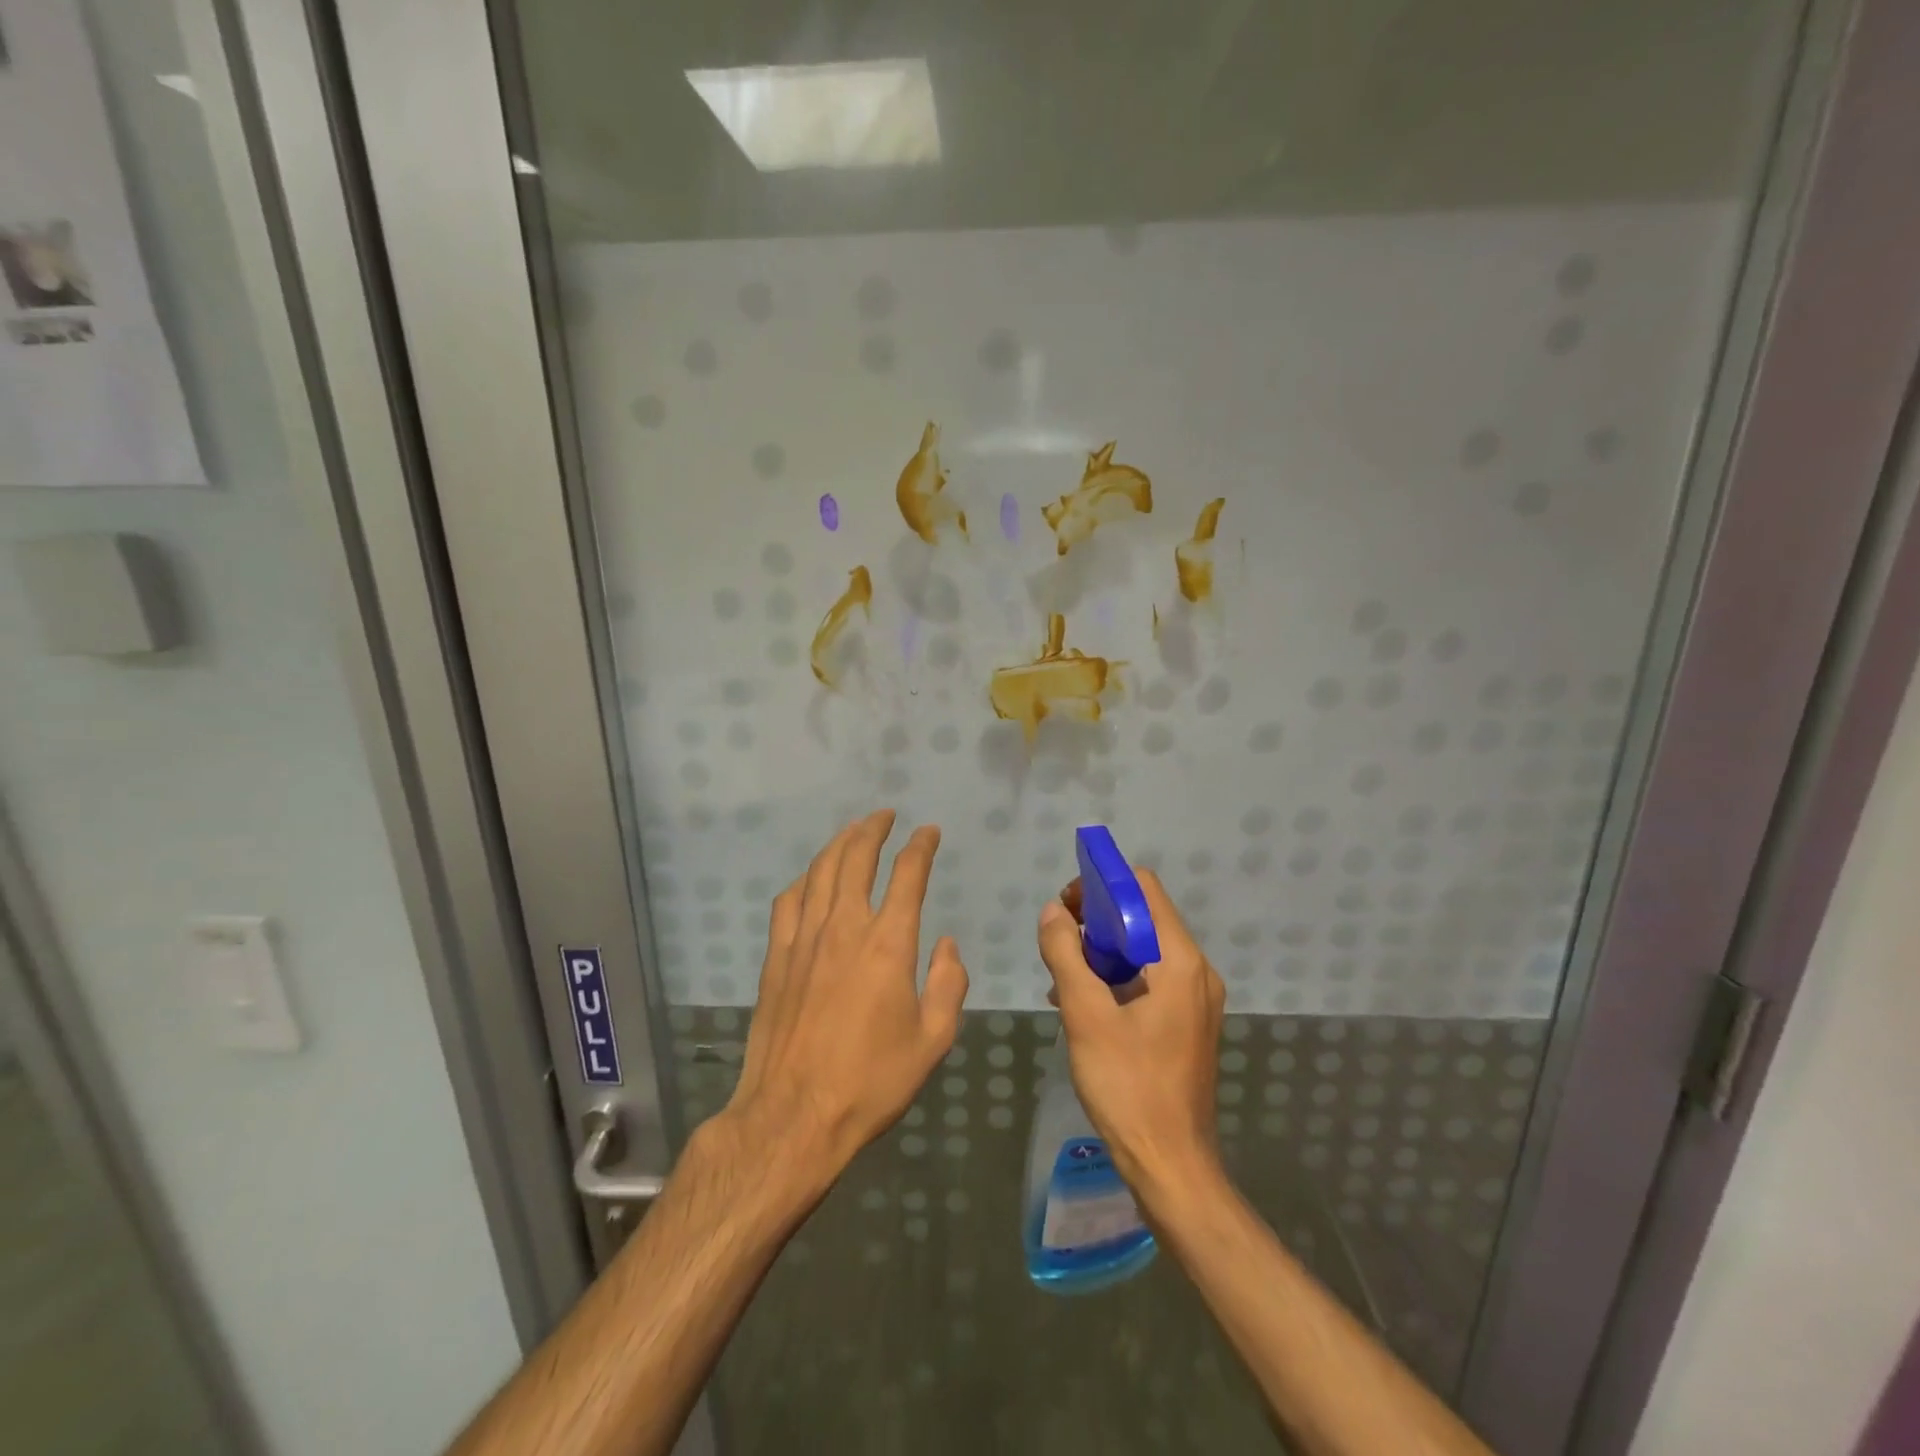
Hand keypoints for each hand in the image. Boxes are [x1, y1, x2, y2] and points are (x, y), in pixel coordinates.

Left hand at [719, 810, 968, 1191]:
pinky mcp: (777, 957)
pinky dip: (804, 879)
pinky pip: (789, 901)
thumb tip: (946, 944)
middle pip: (856, 858)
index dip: (920, 847)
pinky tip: (810, 877)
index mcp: (888, 944)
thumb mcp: (932, 1040)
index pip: (908, 875)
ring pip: (820, 871)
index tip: (928, 832)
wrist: (794, 1115)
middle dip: (873, 829)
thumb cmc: (871, 1082)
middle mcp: (845, 927)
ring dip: (839, 843)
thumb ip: (948, 984)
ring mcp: (804, 939)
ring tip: (853, 830)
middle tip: (885, 815)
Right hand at [1037, 870, 1224, 1203]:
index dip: (1102, 884)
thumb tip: (1052, 912)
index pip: (1143, 889)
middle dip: (1097, 920)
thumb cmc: (1128, 1086)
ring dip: (1102, 951)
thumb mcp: (1085, 1015)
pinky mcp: (1187, 1023)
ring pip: (1144, 950)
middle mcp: (1197, 971)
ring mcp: (1195, 999)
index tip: (1066, 905)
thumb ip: (1065, 955)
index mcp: (1180, 962)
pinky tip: (1079, 1002)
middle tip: (1058, 940)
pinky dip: (1115, 978)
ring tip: (1062, 975)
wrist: (1171, 1167)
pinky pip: (1149, 980)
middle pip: (1144, 917)